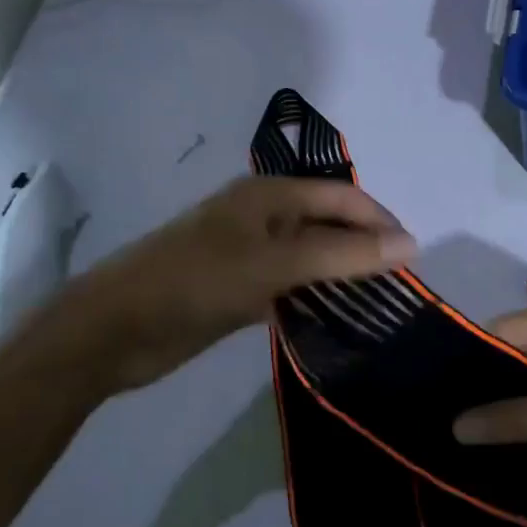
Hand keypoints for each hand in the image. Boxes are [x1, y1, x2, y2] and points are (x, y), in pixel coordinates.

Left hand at [5, 176, 415, 395]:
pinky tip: (338, 321)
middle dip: (365, 249)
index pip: (342, 198)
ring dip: (343, 277)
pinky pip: (292, 287)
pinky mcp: (240, 289)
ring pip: (312, 258)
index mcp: (270, 195)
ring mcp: (250, 254)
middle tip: (400, 287)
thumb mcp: (273, 264)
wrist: (112, 331)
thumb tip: (411, 246)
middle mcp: (263, 218)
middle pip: (329, 225)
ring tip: (380, 306)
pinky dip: (316, 300)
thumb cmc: (194, 282)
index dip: (380, 223)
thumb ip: (342, 254)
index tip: (414, 260)